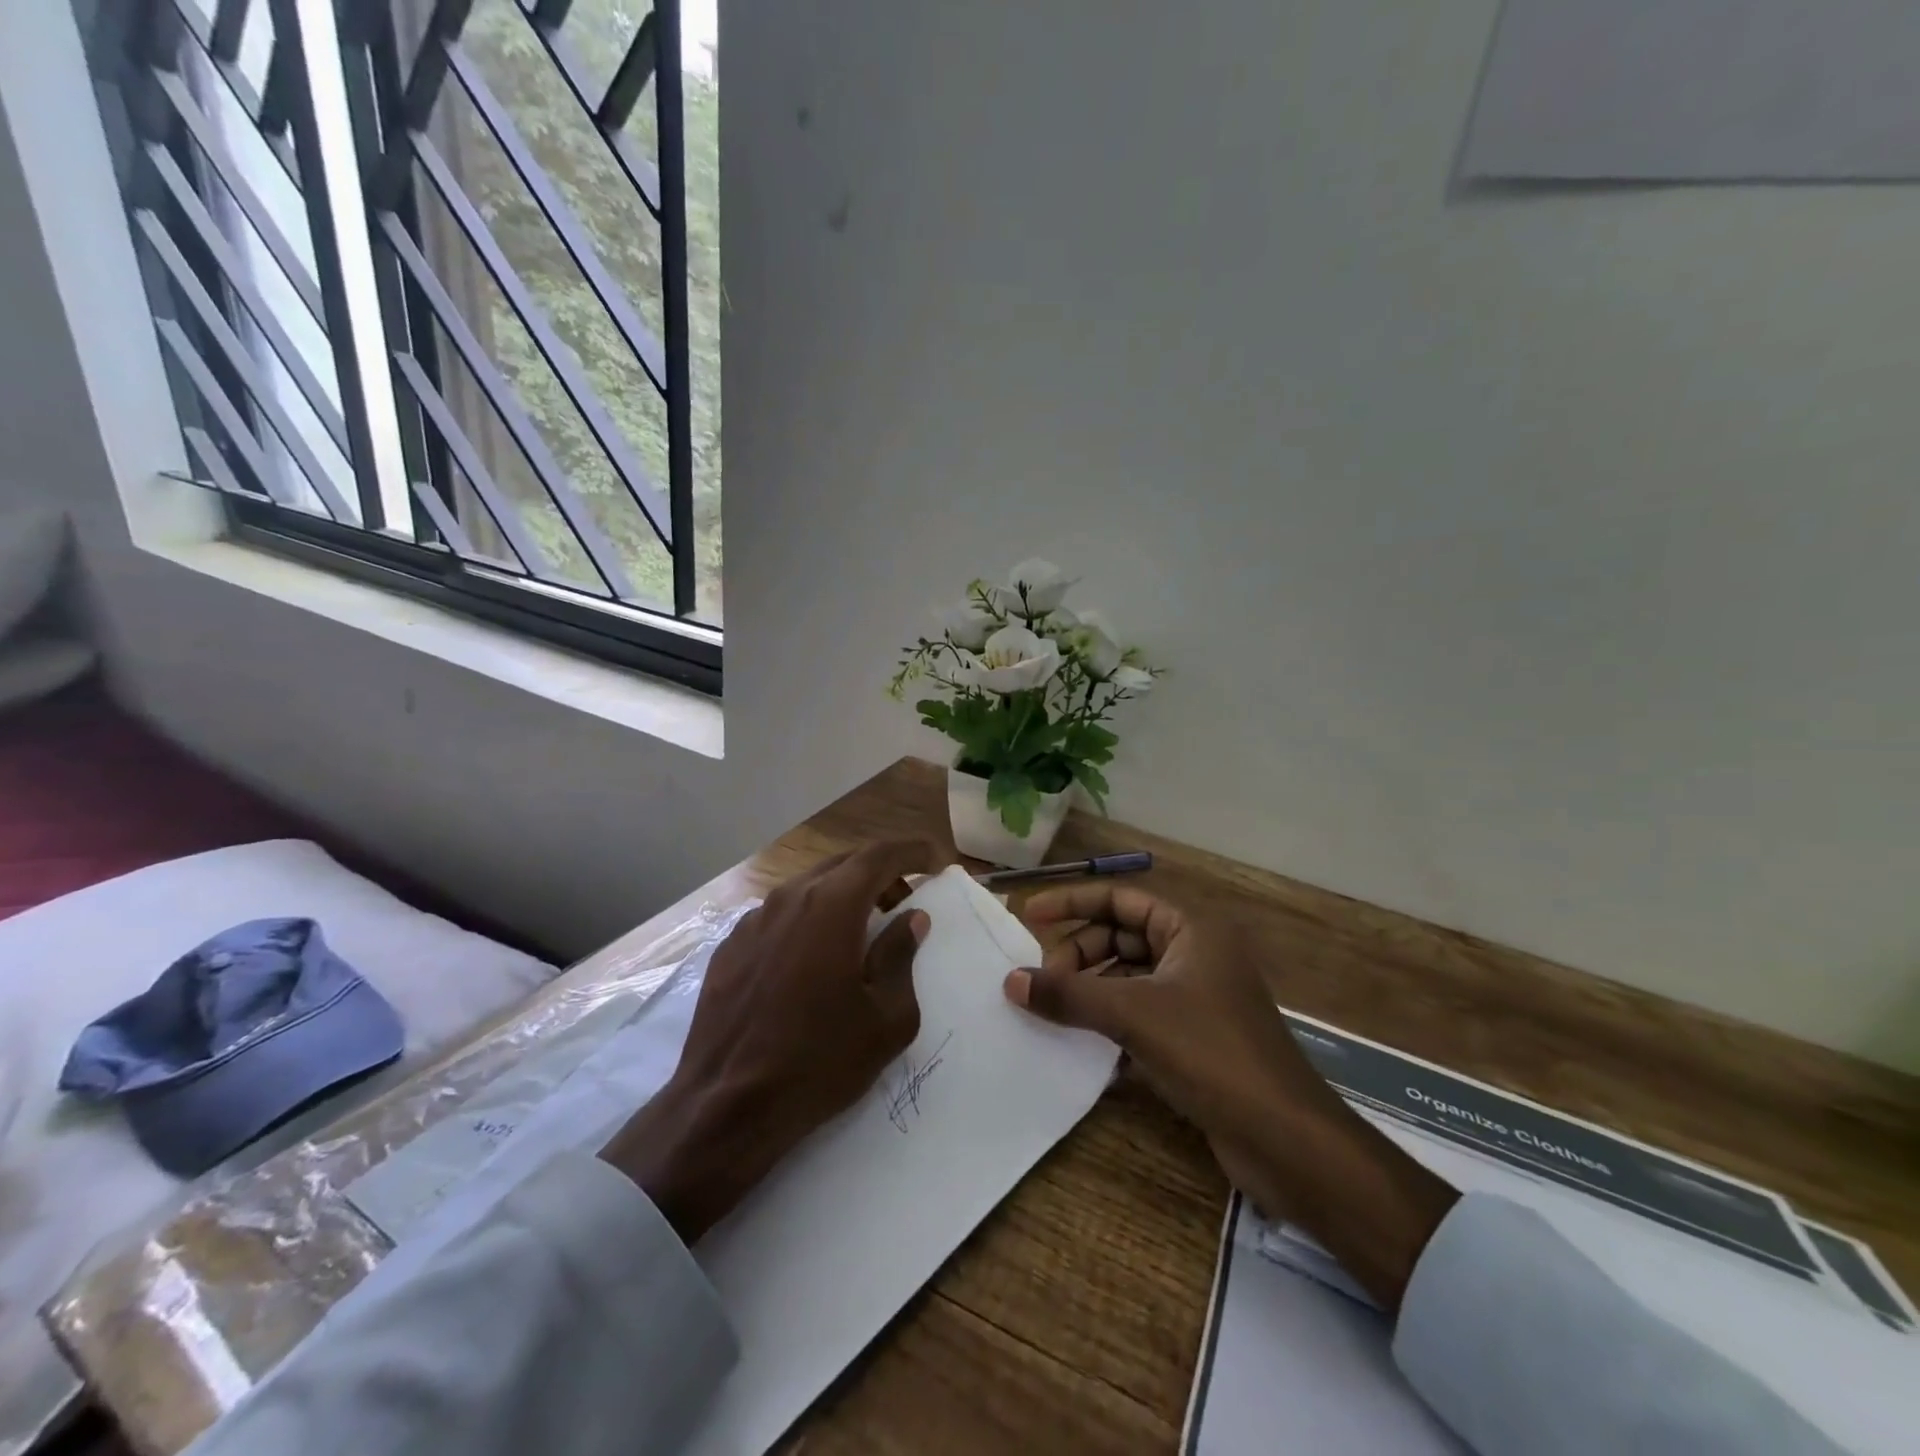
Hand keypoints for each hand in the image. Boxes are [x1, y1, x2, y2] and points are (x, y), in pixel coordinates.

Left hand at [602, 840, 941, 1242]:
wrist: (726, 1106)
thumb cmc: (819, 1061)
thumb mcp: (886, 1017)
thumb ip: (901, 956)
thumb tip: (910, 918)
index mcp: (832, 906)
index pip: (879, 855)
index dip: (912, 852)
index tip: (934, 859)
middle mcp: (789, 898)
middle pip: (843, 864)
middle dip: (879, 873)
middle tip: (903, 900)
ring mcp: (753, 920)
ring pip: (808, 887)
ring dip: (842, 895)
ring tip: (861, 929)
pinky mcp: (730, 946)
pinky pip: (779, 915)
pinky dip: (808, 919)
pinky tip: (813, 957)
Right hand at [1003, 884, 1457, 1310]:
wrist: (1287, 1140)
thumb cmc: (1212, 1054)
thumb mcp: (1133, 1016)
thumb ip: (1070, 995)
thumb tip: (1012, 980)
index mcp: (1191, 929)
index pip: (1119, 898)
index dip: (1072, 903)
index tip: (1029, 916)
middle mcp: (1195, 954)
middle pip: (1121, 937)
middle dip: (1079, 955)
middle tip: (1043, 983)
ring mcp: (1197, 997)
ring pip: (1129, 978)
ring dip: (1091, 991)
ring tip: (1055, 1012)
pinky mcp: (1196, 1038)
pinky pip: (1140, 1014)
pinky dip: (1110, 1022)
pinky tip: (1082, 1045)